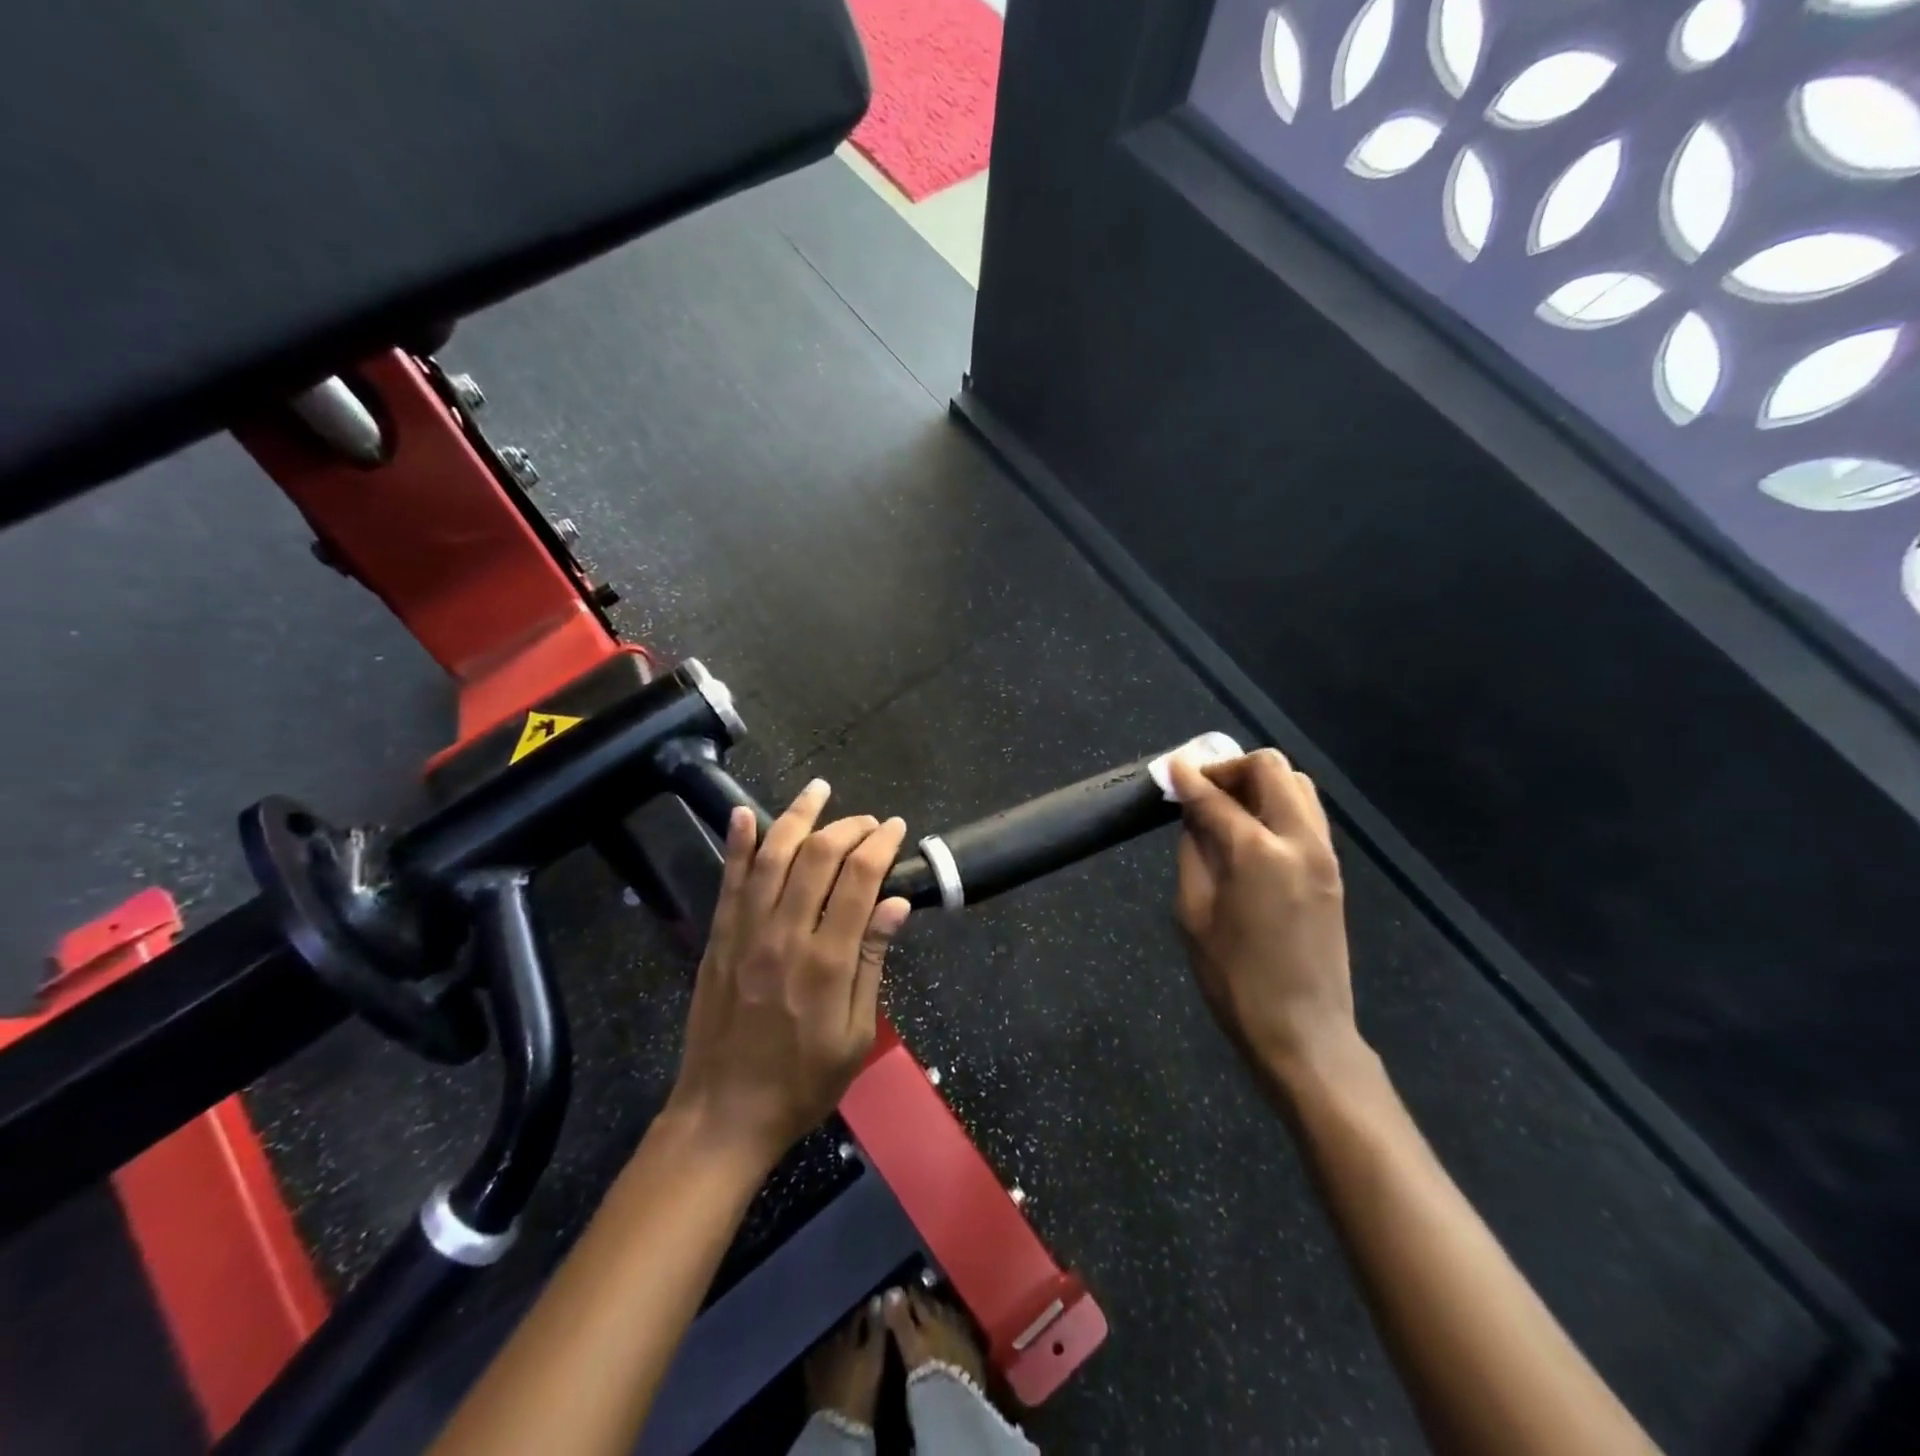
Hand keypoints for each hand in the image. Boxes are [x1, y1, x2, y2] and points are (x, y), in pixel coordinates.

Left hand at [666, 781, 910, 1167]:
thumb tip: (895, 904)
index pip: (859, 880)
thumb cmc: (803, 1082)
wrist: (725, 1114)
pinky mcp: (718, 938)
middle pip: (819, 857)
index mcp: (827, 961)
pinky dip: (737, 843)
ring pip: (773, 857)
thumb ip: (872, 962)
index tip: (896, 828)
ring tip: (819, 789)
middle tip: (869, 820)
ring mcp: (746, 933)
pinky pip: (728, 881)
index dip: (880, 845)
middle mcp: (785, 935)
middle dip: (849, 827)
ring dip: (798, 817)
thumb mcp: (856, 1034)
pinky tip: (745, 813)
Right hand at [1169, 749, 1360, 1097]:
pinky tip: (1251, 829)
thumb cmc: (1234, 979)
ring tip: (1226, 806)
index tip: (1170, 768)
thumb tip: (1193, 814)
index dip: (1189, 779)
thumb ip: (1194, 852)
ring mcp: (1324, 854)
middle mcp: (1299, 840)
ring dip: (1258, 782)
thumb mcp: (1194, 913)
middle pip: (1270, 769)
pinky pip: (1307, 813)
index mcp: (1258, 853)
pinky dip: (1278, 803)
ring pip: (1297, 784)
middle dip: (1230, 768)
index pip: (1217, 797)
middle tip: (1201, 788)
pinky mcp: (1332, 869)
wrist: (1302, 1031)